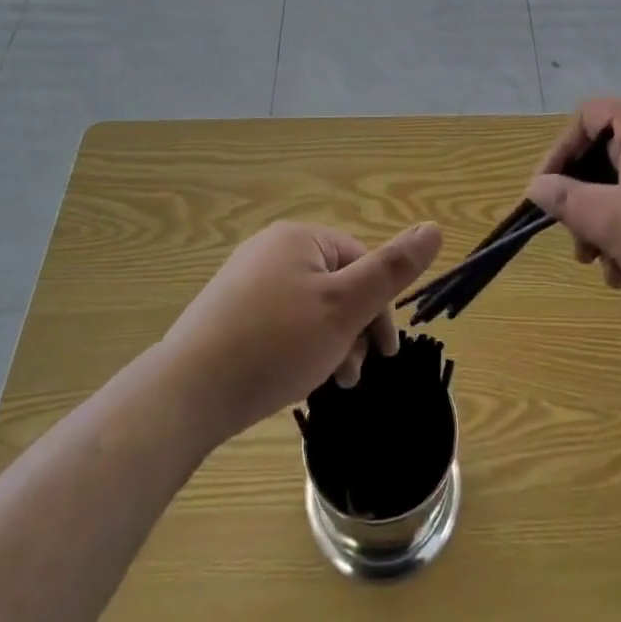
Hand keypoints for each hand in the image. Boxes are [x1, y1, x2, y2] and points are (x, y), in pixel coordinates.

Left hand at [159, 220, 441, 444]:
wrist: (186, 394)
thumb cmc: (276, 344)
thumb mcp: (345, 307)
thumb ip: (392, 270)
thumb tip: (434, 227)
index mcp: (300, 238)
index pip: (361, 262)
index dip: (380, 308)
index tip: (384, 354)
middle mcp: (270, 249)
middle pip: (335, 285)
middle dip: (354, 329)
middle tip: (353, 375)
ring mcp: (244, 281)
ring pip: (309, 307)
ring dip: (329, 343)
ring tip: (328, 384)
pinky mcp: (226, 313)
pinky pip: (279, 322)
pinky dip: (296, 347)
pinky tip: (294, 379)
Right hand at [526, 99, 620, 335]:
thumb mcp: (614, 223)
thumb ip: (568, 200)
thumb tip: (538, 185)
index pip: (589, 115)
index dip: (560, 152)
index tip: (547, 195)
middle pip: (612, 157)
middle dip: (588, 206)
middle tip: (582, 251)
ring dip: (616, 231)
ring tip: (616, 278)